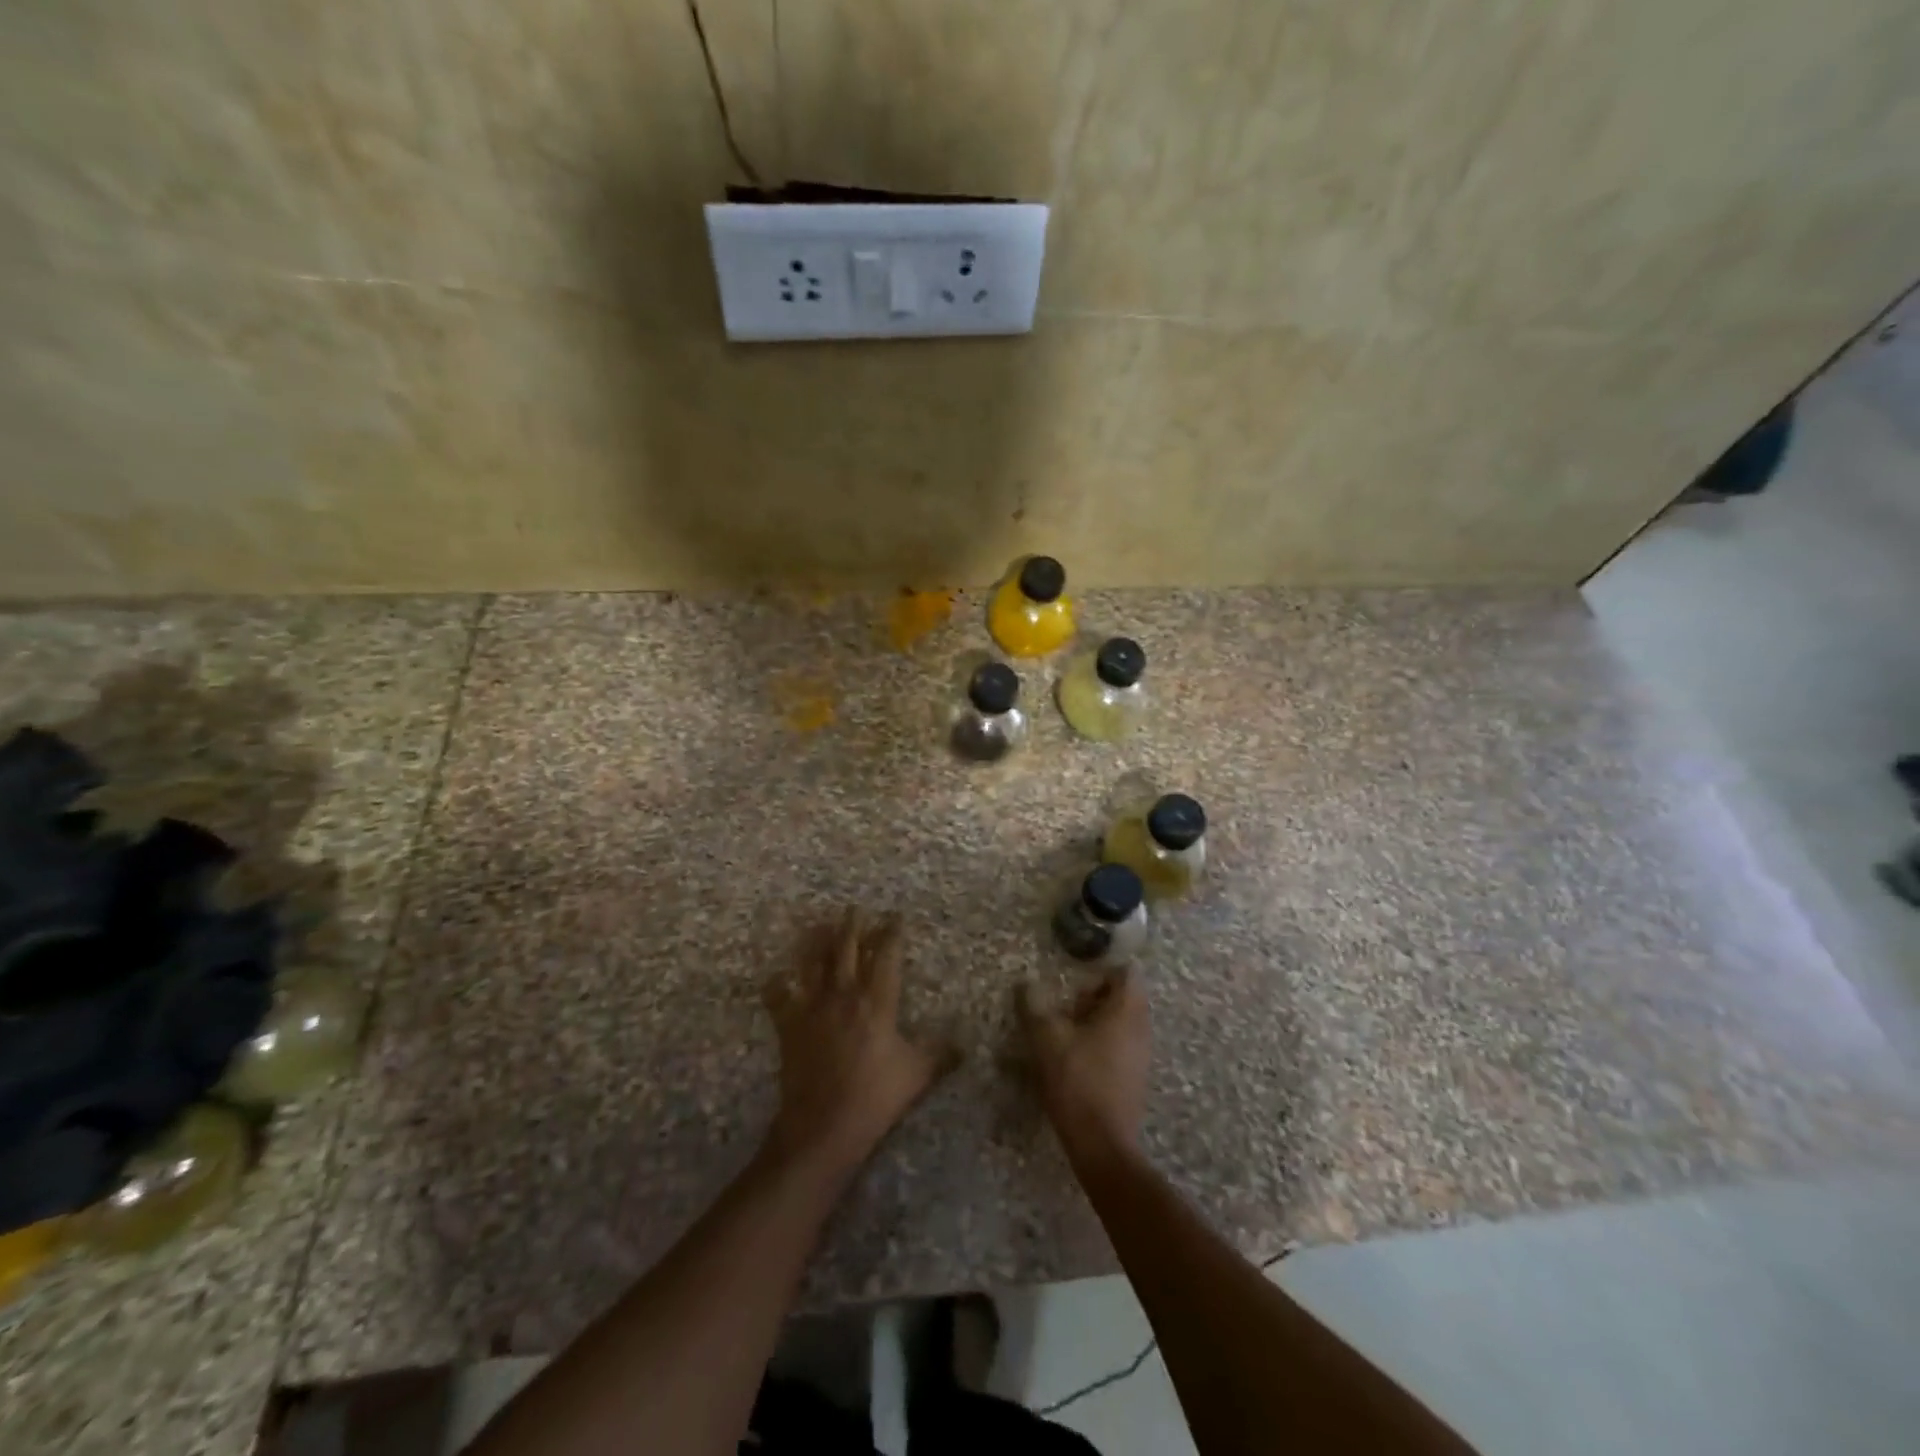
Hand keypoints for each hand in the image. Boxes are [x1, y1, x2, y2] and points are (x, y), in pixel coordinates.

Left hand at [761, 909, 955, 1175]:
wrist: (823, 1126)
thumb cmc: (874, 1097)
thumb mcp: (917, 1075)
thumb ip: (941, 1054)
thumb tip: (965, 1044)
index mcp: (877, 1002)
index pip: (887, 956)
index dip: (892, 933)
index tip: (896, 917)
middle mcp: (844, 995)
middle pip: (847, 950)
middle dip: (852, 926)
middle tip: (854, 908)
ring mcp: (812, 1008)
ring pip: (813, 963)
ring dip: (817, 942)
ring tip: (820, 925)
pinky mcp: (789, 1026)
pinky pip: (779, 998)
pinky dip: (777, 985)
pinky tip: (776, 977)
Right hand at [1019, 970, 1150, 1165]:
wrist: (1102, 1144)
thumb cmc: (1077, 1081)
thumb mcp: (1046, 1038)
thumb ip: (1034, 1006)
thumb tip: (1025, 983)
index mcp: (1126, 1010)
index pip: (1126, 970)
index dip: (1102, 965)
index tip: (1076, 971)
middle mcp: (1140, 1027)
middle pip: (1123, 995)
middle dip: (1094, 994)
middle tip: (1066, 1002)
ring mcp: (1141, 1053)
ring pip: (1121, 1020)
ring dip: (1095, 1018)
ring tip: (1065, 1028)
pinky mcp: (1134, 1076)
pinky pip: (1120, 1043)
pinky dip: (1100, 1040)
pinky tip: (1075, 1055)